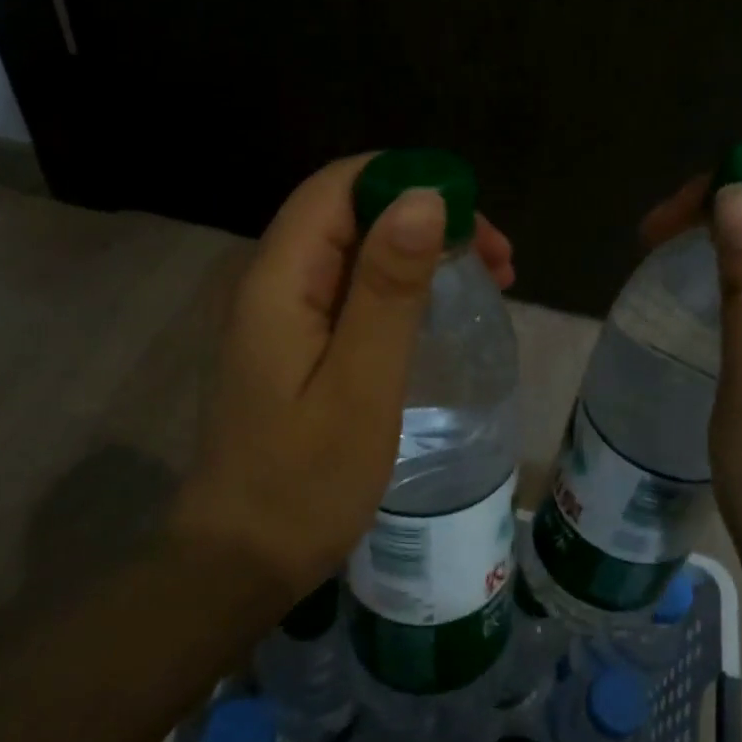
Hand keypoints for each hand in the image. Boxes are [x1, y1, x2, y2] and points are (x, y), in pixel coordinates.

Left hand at [179, 154, 513, 601]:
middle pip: (351, 212)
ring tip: (492, 278)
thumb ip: (389, 289)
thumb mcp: (361, 384)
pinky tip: (442, 310)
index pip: (338, 187)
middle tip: (499, 258)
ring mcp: (283, 315)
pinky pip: (354, 290)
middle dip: (427, 217)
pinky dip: (405, 286)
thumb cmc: (305, 482)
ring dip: (423, 251)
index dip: (407, 180)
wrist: (241, 561)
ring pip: (357, 250)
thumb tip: (423, 197)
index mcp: (279, 280)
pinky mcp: (297, 344)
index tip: (474, 216)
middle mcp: (274, 282)